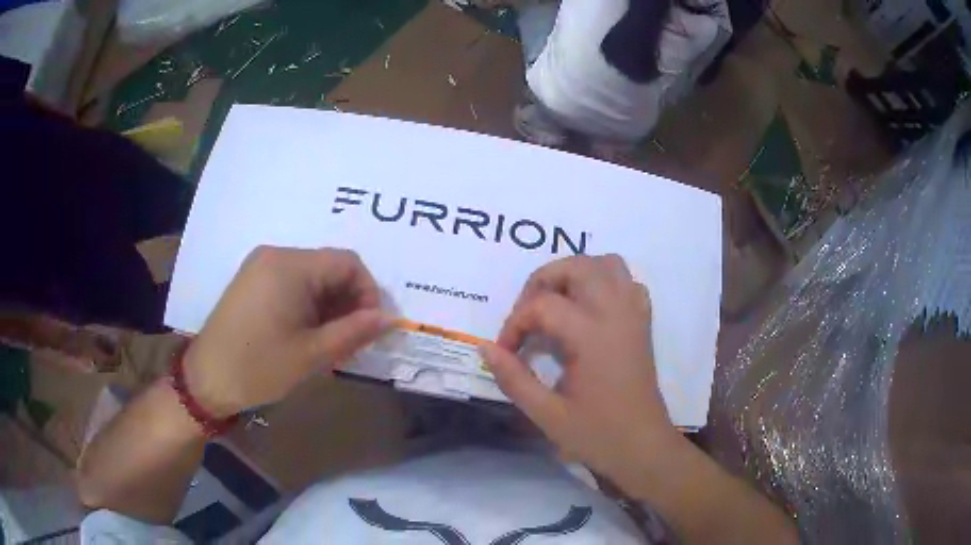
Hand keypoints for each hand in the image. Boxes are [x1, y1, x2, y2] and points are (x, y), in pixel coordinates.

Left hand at [184, 246, 389, 416]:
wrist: (207, 379)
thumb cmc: (259, 367)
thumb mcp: (312, 354)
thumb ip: (354, 332)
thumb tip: (389, 319)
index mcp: (290, 266)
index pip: (348, 263)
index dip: (368, 292)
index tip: (369, 328)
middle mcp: (275, 255)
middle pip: (329, 268)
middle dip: (348, 302)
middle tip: (350, 342)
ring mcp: (260, 267)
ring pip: (312, 278)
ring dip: (329, 306)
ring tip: (329, 343)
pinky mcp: (252, 281)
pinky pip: (292, 284)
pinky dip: (308, 306)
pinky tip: (306, 335)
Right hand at [480, 255, 682, 484]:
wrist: (644, 448)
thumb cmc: (597, 435)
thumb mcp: (547, 415)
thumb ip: (514, 378)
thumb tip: (485, 348)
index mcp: (592, 336)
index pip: (543, 306)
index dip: (515, 324)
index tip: (505, 352)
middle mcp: (616, 314)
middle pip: (578, 266)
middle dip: (543, 281)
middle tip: (527, 315)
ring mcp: (634, 315)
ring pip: (607, 264)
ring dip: (576, 273)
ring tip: (556, 303)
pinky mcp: (643, 323)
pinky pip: (627, 282)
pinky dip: (605, 282)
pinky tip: (590, 310)